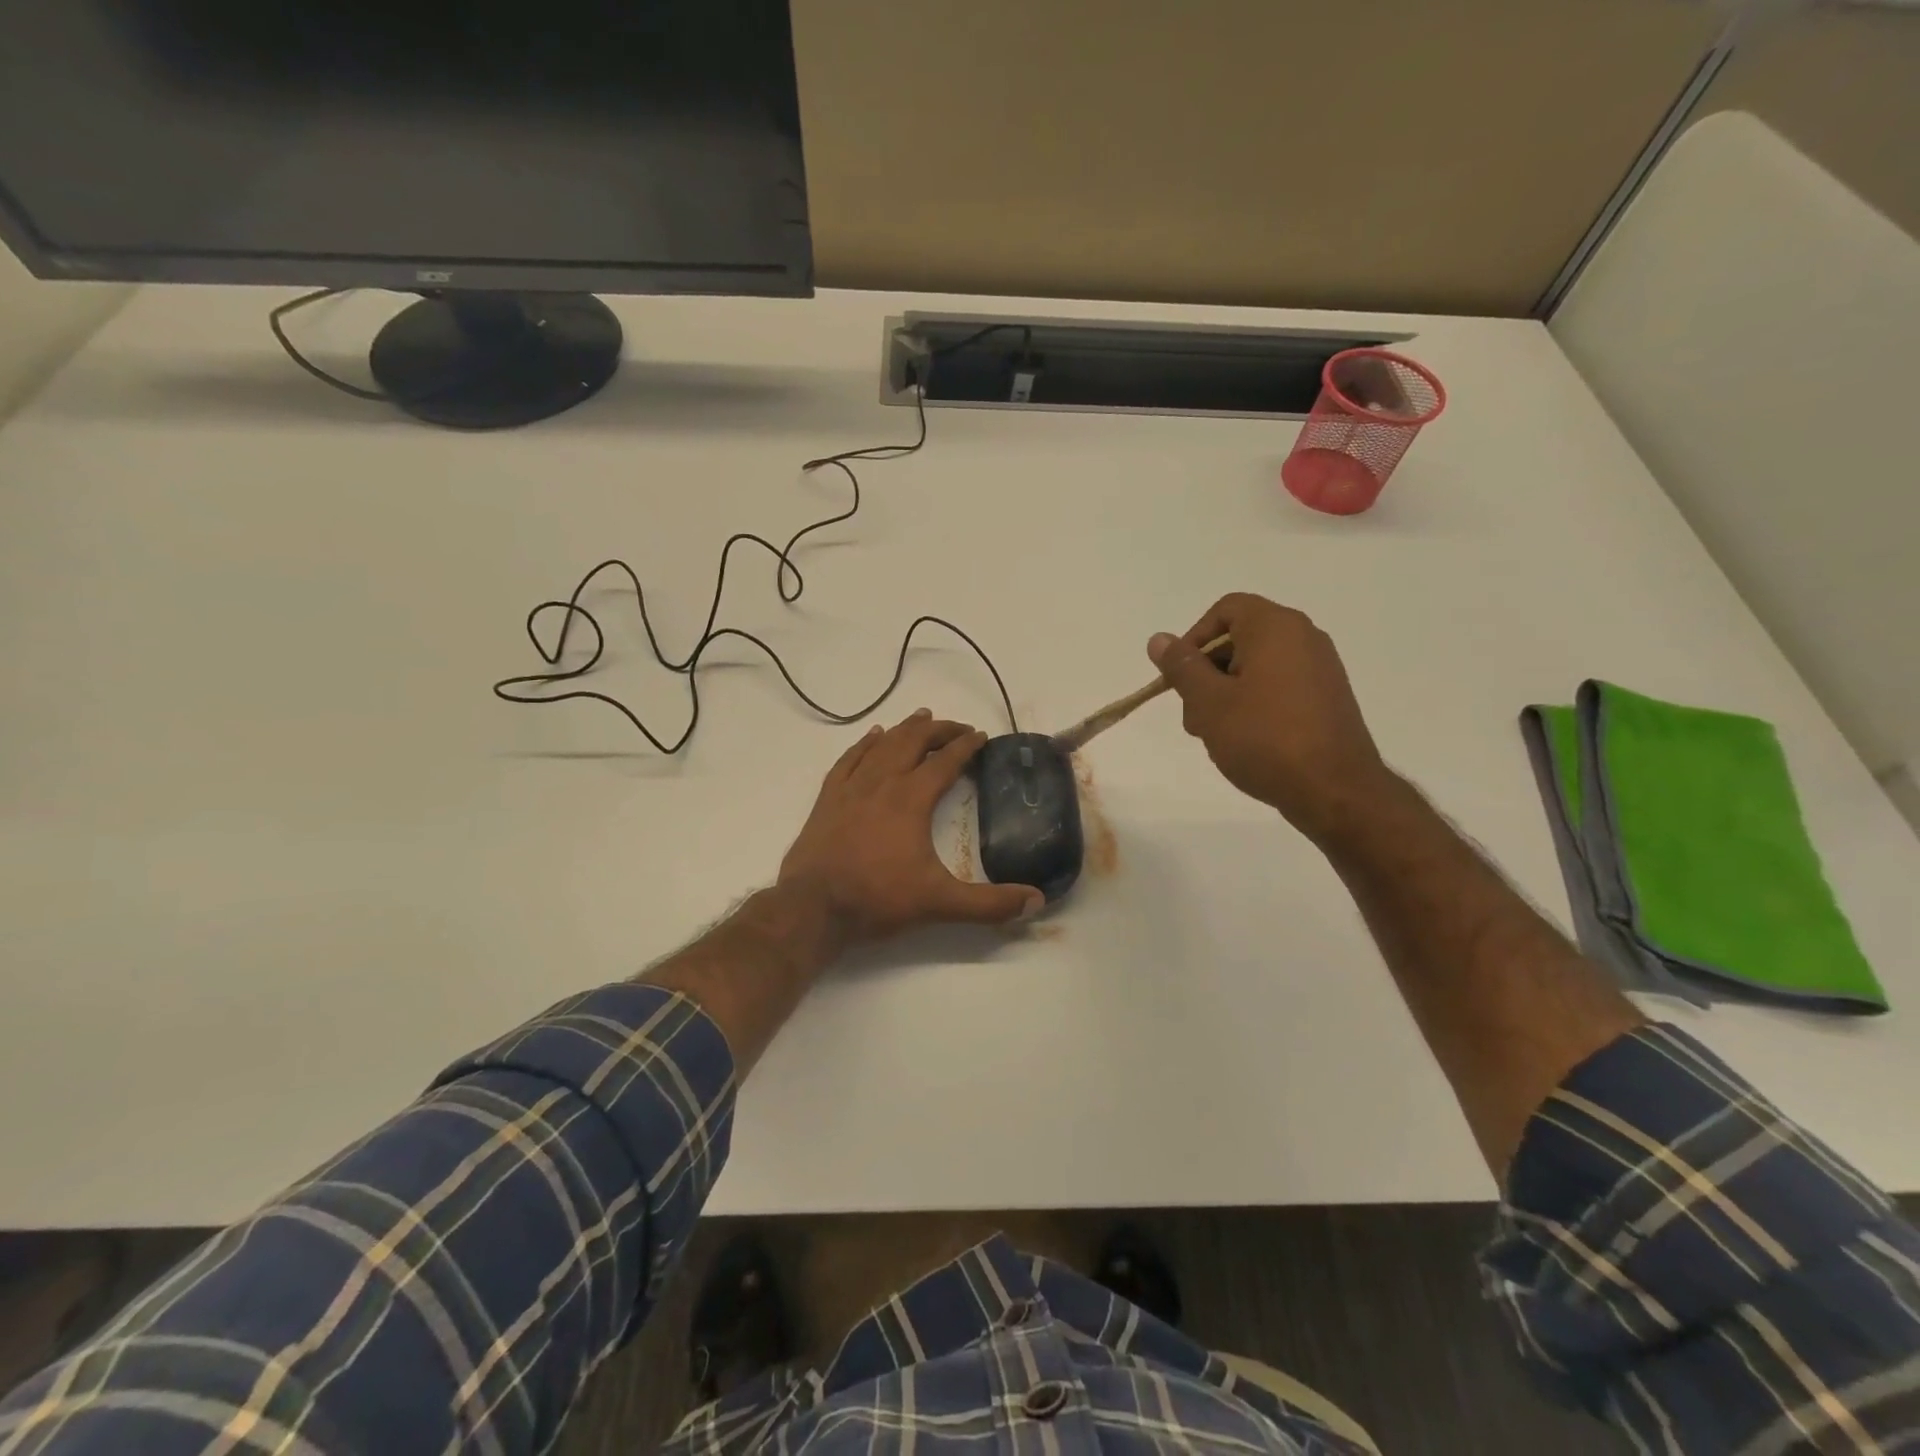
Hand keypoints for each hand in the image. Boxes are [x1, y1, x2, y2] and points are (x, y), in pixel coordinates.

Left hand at [779, 710, 1042, 943]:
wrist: (813, 908)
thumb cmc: (877, 899)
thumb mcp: (939, 903)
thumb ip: (989, 904)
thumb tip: (1036, 901)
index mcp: (911, 799)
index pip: (945, 762)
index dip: (966, 746)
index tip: (981, 736)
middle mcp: (882, 783)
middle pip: (914, 742)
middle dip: (939, 731)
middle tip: (958, 728)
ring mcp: (851, 787)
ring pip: (882, 745)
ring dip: (905, 729)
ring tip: (922, 718)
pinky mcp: (828, 798)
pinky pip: (850, 758)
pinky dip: (865, 743)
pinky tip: (873, 736)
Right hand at [1148, 593, 1394, 840]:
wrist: (1334, 790)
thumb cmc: (1264, 738)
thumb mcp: (1209, 702)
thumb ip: (1182, 666)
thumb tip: (1159, 639)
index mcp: (1276, 627)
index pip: (1225, 609)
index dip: (1194, 638)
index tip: (1180, 677)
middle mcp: (1304, 637)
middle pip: (1239, 639)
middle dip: (1206, 673)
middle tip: (1194, 715)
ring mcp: (1320, 669)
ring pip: (1256, 667)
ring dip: (1226, 694)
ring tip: (1216, 735)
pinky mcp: (1327, 698)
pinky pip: (1279, 687)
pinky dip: (1254, 705)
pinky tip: (1245, 742)